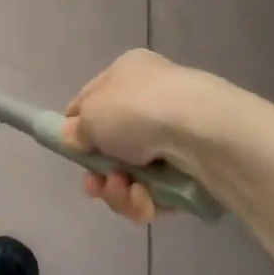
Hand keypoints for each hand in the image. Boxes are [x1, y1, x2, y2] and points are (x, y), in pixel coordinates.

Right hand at [62, 50, 234, 222]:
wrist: (202, 133)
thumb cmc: (137, 111)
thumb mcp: (91, 114)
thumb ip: (75, 129)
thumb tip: (74, 136)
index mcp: (128, 73)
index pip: (93, 101)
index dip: (78, 128)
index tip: (71, 151)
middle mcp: (152, 100)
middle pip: (113, 147)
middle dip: (100, 172)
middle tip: (96, 185)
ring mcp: (175, 136)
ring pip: (133, 176)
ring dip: (121, 191)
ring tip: (126, 190)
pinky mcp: (193, 171)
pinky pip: (158, 193)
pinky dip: (147, 201)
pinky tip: (147, 200)